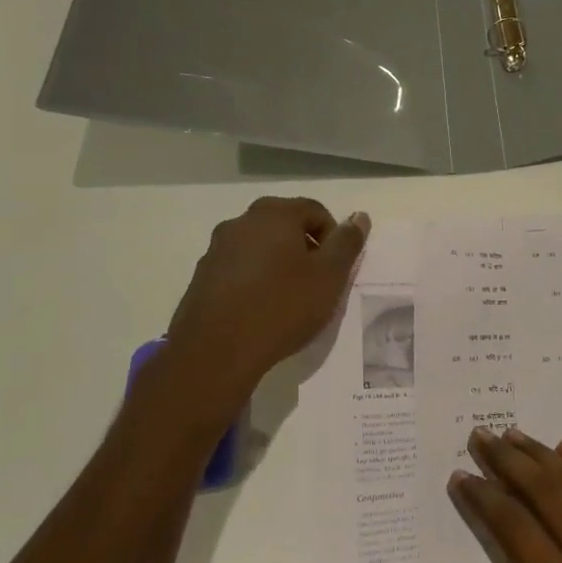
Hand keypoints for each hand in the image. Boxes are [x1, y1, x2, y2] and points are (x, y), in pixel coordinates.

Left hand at [164, 198, 369, 401]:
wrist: (217, 351)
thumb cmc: (283, 307)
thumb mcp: (330, 276)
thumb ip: (347, 243)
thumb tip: (359, 217)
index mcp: (274, 214)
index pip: (316, 211)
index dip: (334, 238)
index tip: (336, 270)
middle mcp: (241, 222)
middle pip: (285, 226)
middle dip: (306, 250)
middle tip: (317, 284)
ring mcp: (217, 249)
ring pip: (260, 248)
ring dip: (279, 265)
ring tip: (290, 301)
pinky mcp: (202, 277)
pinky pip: (239, 270)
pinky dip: (256, 281)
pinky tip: (262, 311)